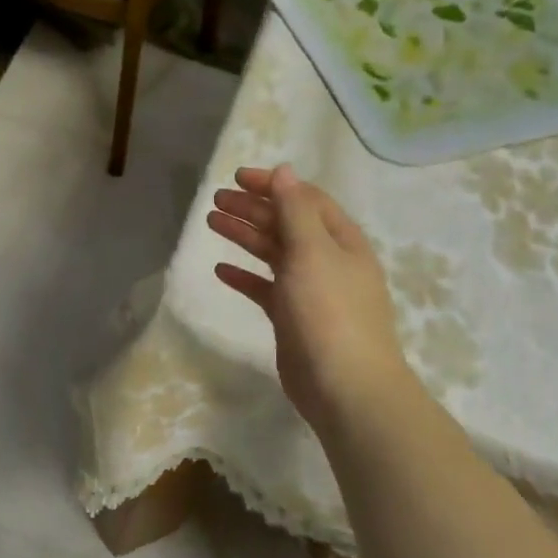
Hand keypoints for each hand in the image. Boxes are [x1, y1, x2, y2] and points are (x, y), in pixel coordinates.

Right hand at [206, 164, 413, 433]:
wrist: (345, 387)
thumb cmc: (329, 312)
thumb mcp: (312, 252)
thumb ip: (295, 210)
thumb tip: (285, 170)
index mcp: (341, 241)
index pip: (305, 200)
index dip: (273, 185)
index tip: (237, 178)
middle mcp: (328, 261)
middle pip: (286, 224)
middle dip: (253, 208)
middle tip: (216, 200)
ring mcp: (310, 291)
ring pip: (273, 254)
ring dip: (245, 236)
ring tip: (212, 223)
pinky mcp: (293, 319)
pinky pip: (265, 288)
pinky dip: (244, 276)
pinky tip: (221, 270)